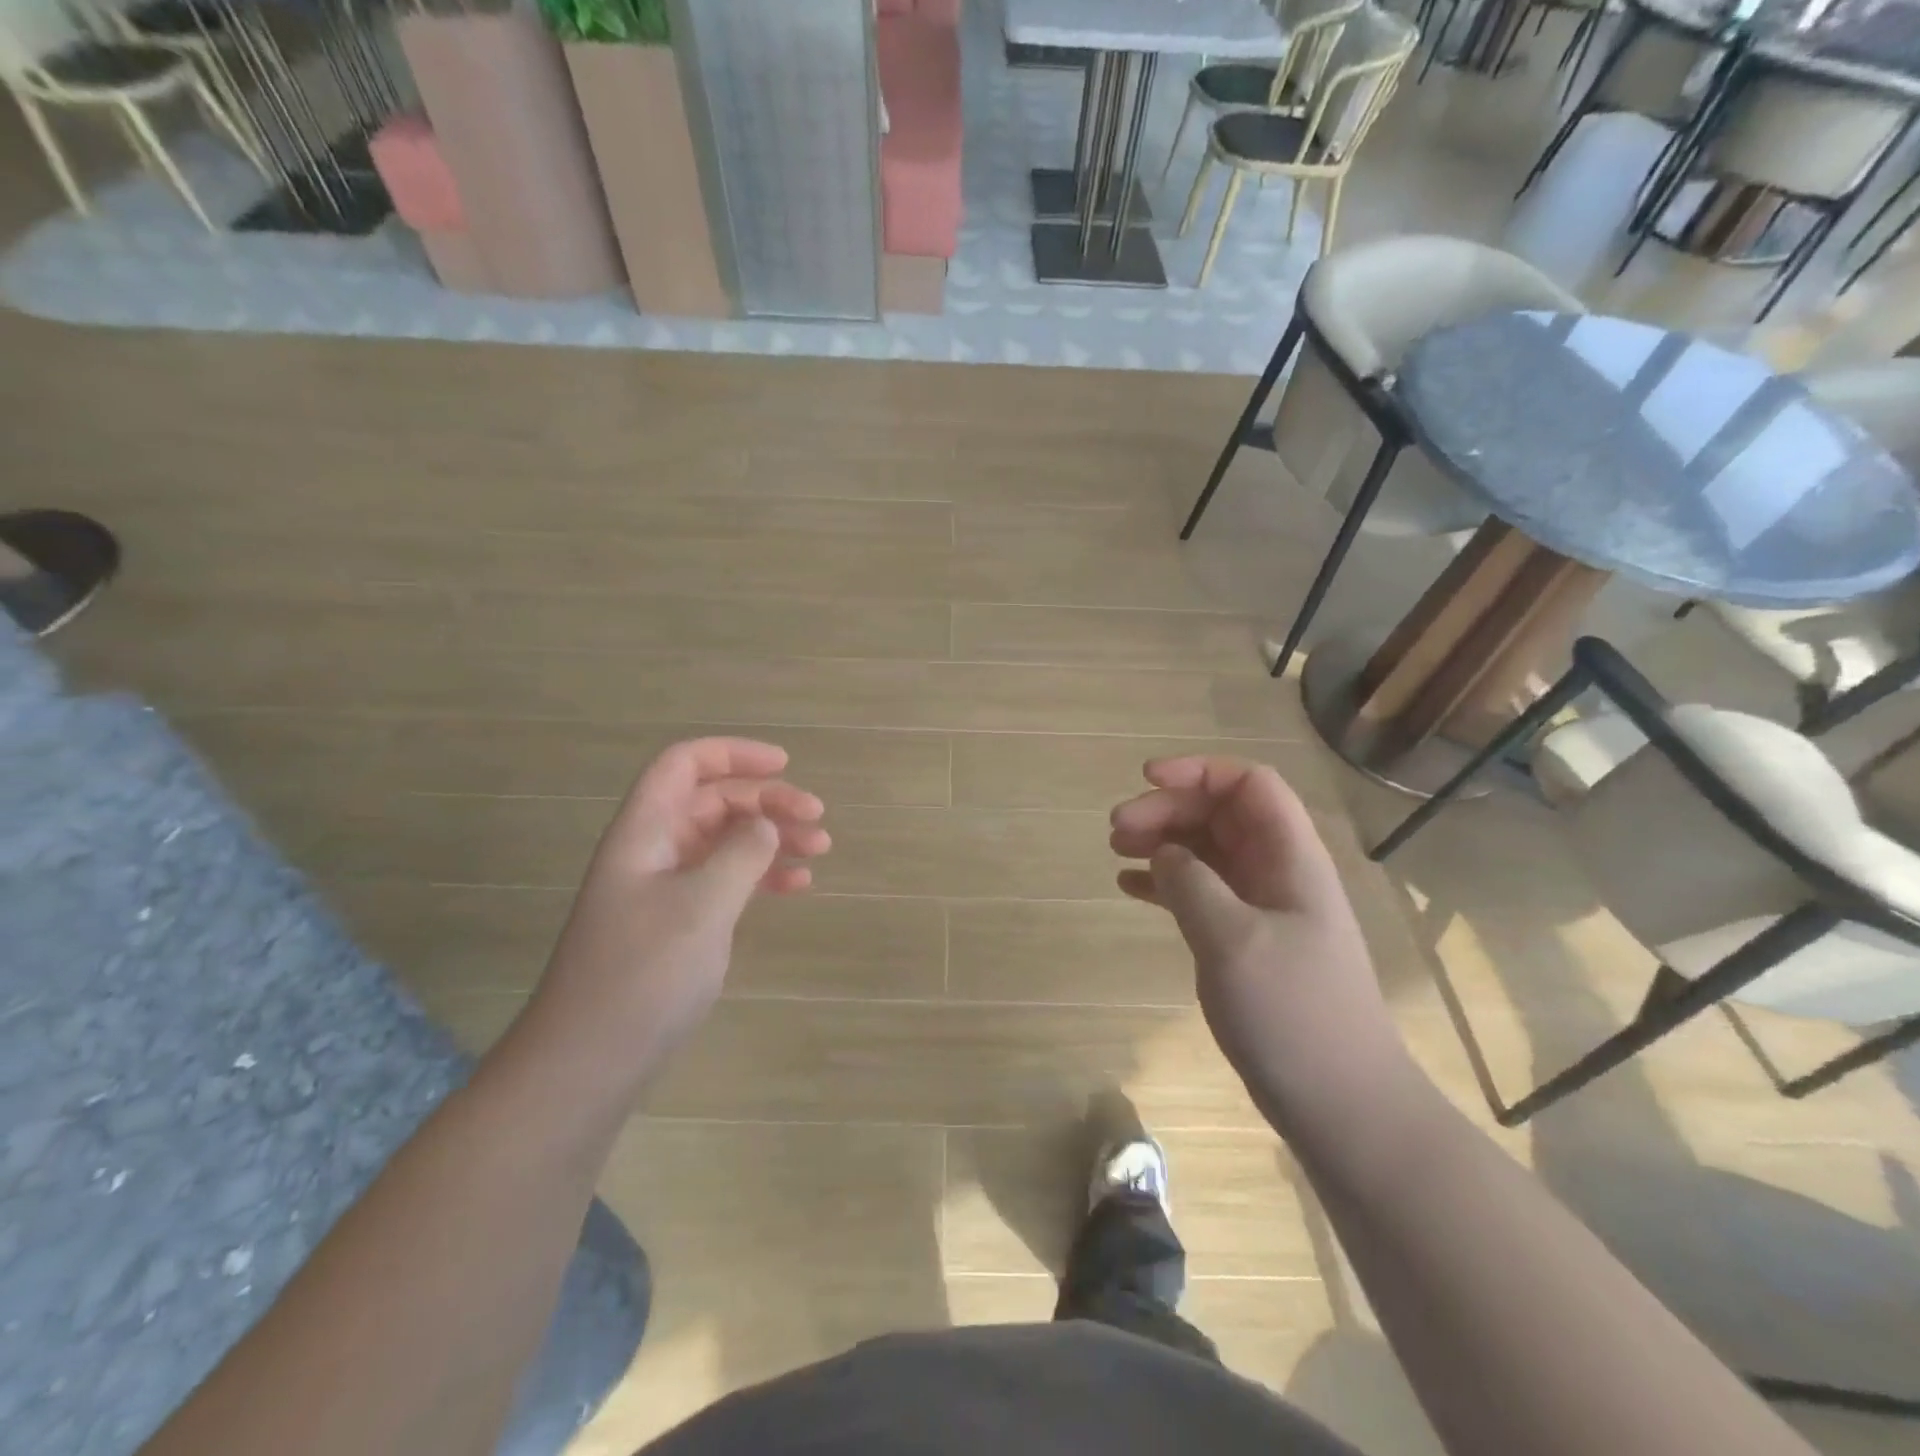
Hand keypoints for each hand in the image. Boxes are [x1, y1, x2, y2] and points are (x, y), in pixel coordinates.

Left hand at [518, 738, 829, 1098]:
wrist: (588, 1063)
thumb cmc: (642, 975)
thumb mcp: (701, 907)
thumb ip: (741, 855)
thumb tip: (766, 826)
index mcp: (645, 832)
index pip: (684, 765)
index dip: (733, 753)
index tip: (785, 765)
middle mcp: (653, 850)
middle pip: (713, 801)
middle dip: (767, 801)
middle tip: (817, 819)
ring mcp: (665, 888)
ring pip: (724, 840)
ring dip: (772, 838)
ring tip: (819, 850)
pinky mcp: (678, 923)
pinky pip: (726, 880)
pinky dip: (762, 875)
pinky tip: (797, 886)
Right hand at [1110, 756, 1411, 1131]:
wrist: (1342, 1104)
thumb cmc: (1294, 1013)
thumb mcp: (1233, 939)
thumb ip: (1192, 883)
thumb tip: (1163, 853)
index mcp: (1291, 858)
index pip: (1249, 785)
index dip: (1199, 771)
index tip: (1146, 781)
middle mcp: (1277, 873)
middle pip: (1220, 814)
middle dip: (1168, 809)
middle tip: (1115, 830)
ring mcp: (1261, 908)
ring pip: (1206, 850)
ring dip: (1162, 842)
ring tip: (1116, 851)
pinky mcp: (1244, 941)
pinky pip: (1199, 891)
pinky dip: (1164, 882)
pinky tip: (1130, 886)